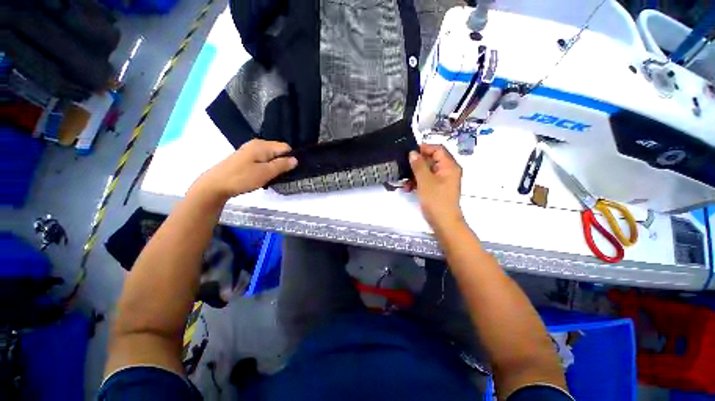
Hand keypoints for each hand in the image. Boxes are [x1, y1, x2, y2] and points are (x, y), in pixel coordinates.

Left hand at [192, 140, 296, 201]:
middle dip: (282, 162)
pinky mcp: (245, 157)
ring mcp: (250, 150)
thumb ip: (282, 165)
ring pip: (271, 156)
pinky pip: (263, 159)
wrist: (215, 185)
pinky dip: (266, 167)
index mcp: (263, 145)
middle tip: (280, 175)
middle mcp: (257, 144)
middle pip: (278, 151)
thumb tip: (296, 159)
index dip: (290, 158)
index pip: (286, 147)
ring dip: (274, 166)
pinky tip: (262, 176)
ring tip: (272, 177)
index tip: (290, 170)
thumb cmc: (242, 178)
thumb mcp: (265, 173)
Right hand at [407, 144, 463, 230]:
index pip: (437, 149)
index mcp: (449, 166)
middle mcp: (447, 171)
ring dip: (414, 175)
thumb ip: (419, 165)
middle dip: (416, 164)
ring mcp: (442, 180)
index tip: (409, 152)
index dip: (424, 148)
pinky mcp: (437, 188)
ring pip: (427, 171)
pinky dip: (417, 182)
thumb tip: (413, 153)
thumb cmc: (436, 200)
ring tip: (404, 181)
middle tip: (404, 167)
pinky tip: (407, 188)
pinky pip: (426, 180)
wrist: (443, 222)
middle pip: (431, 160)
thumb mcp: (425, 181)